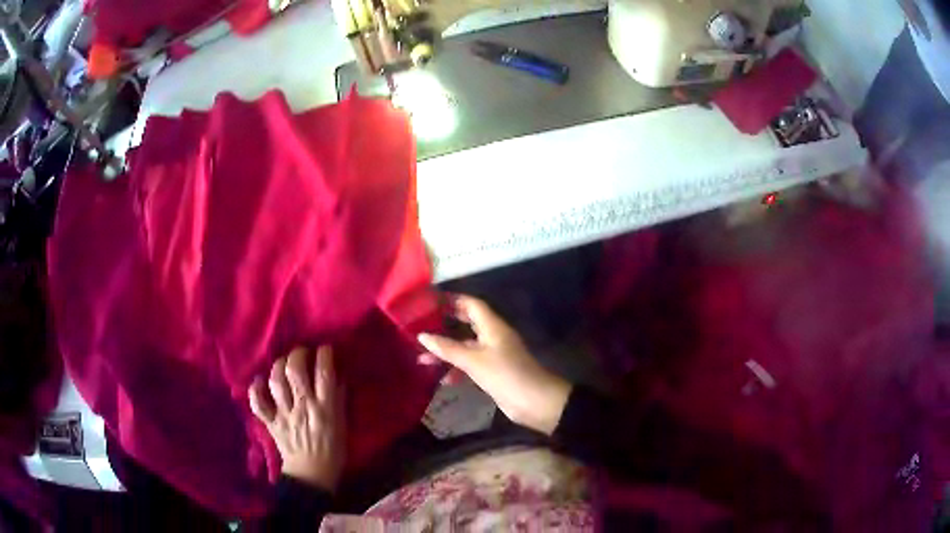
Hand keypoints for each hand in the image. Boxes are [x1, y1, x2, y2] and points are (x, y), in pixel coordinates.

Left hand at [249, 346, 345, 491]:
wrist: (313, 475)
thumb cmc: (333, 449)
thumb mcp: (343, 424)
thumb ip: (338, 399)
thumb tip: (337, 376)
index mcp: (326, 408)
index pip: (324, 373)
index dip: (324, 355)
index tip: (325, 350)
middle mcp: (303, 407)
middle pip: (295, 371)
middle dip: (297, 355)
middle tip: (302, 353)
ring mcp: (284, 414)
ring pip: (276, 382)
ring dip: (278, 367)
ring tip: (283, 364)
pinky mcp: (271, 422)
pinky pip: (258, 404)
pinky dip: (255, 390)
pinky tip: (258, 381)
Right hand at [418, 296, 571, 434]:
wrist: (534, 402)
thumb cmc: (505, 375)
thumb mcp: (473, 361)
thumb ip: (447, 348)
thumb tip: (422, 336)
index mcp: (493, 326)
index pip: (471, 304)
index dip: (452, 300)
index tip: (430, 302)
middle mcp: (493, 336)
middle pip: (467, 324)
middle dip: (445, 325)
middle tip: (422, 326)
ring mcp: (494, 355)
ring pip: (466, 347)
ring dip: (447, 352)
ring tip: (422, 359)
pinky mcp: (493, 371)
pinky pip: (471, 364)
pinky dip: (457, 369)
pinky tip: (443, 380)